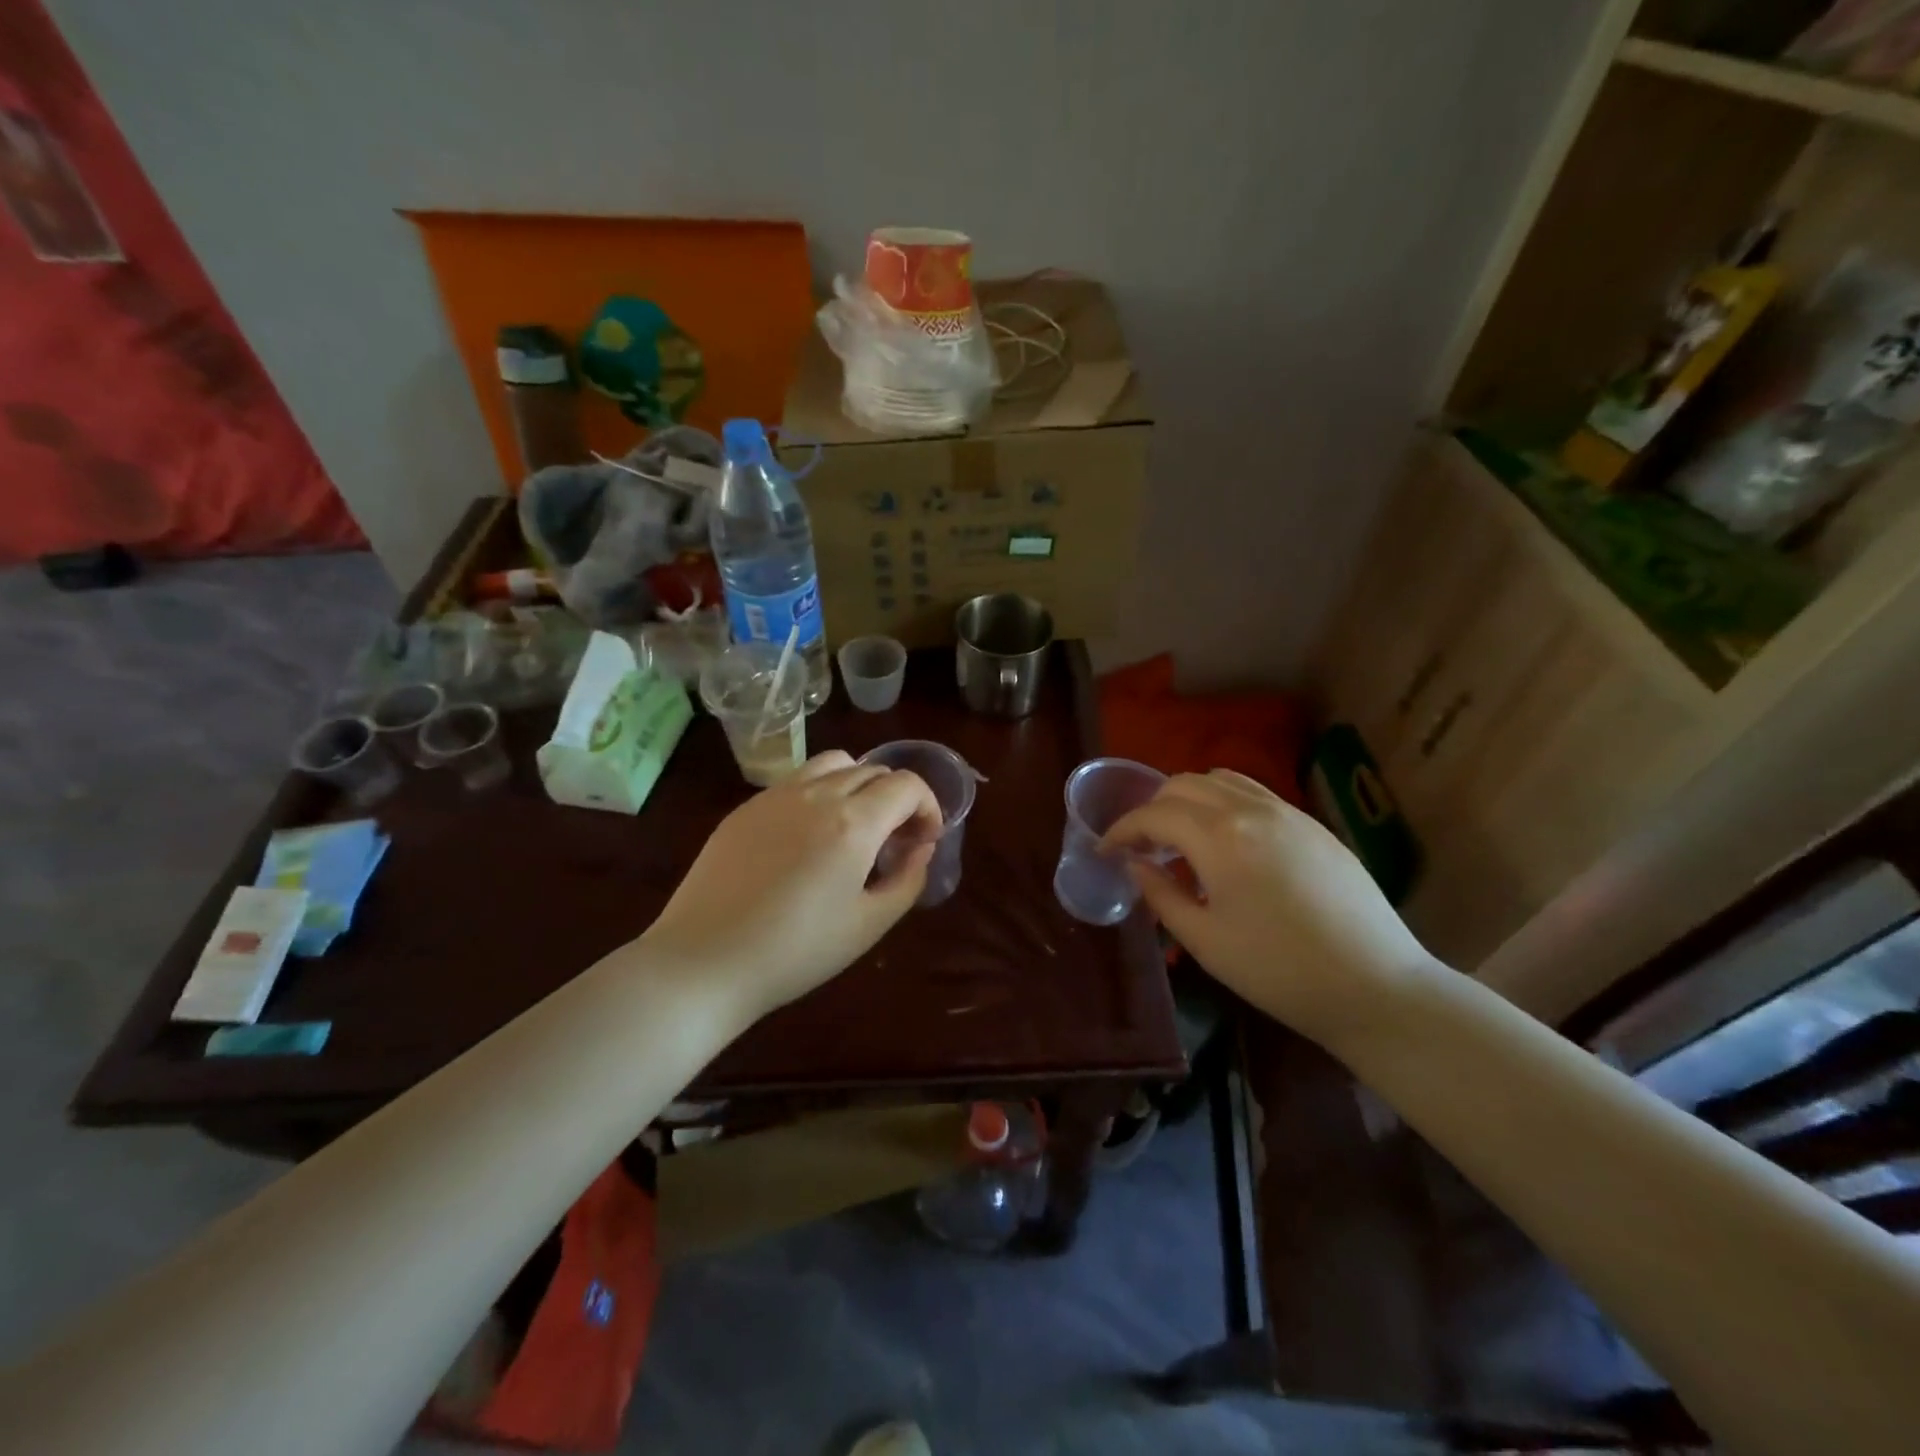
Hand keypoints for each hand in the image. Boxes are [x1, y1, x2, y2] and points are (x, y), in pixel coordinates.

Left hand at [639, 750, 942, 1019]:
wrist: (705, 962)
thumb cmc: (796, 952)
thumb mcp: (869, 925)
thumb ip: (908, 879)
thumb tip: (922, 847)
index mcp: (854, 822)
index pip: (907, 785)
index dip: (927, 806)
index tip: (923, 840)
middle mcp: (817, 794)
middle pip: (873, 770)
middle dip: (897, 799)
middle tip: (894, 841)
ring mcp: (777, 795)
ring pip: (834, 763)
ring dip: (858, 784)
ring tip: (853, 826)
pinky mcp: (747, 807)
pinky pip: (797, 781)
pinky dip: (820, 793)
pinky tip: (808, 837)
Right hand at [1103, 770, 1437, 1047]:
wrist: (1376, 987)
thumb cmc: (1279, 971)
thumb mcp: (1205, 941)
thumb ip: (1161, 895)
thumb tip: (1135, 865)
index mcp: (1220, 837)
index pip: (1154, 814)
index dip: (1121, 829)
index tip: (1105, 851)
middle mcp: (1251, 809)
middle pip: (1183, 784)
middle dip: (1152, 809)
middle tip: (1142, 847)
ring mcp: (1288, 812)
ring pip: (1220, 780)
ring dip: (1188, 800)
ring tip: (1181, 838)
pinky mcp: (1312, 824)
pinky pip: (1254, 793)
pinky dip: (1224, 803)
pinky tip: (1227, 844)